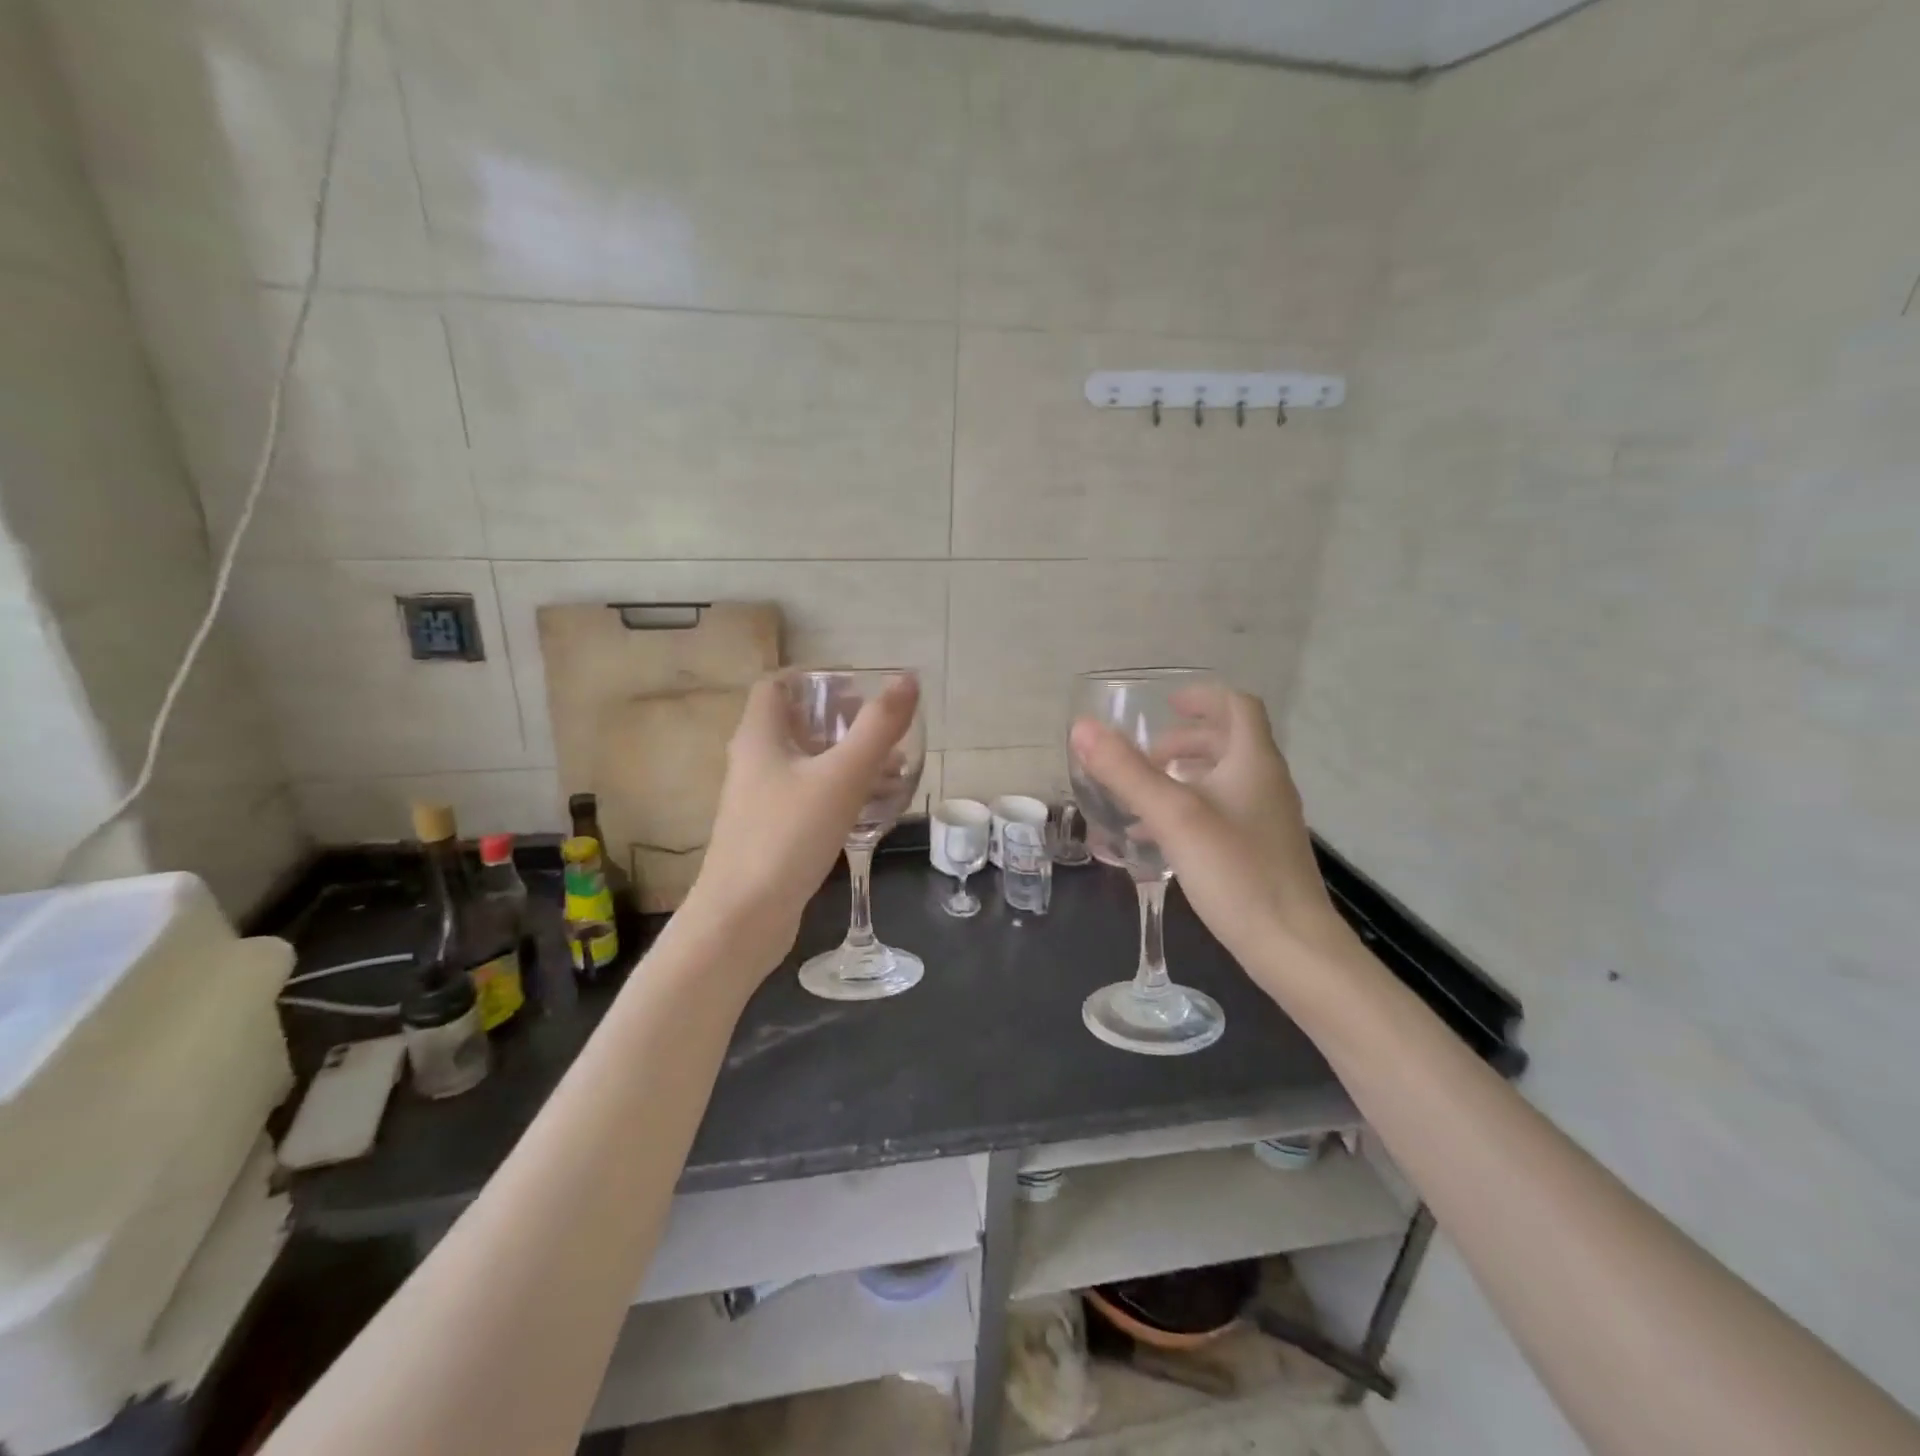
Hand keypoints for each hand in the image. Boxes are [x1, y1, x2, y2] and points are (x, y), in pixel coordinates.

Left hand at [678, 671, 921, 977]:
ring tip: (893, 767)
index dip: (814, 678)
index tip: (856, 687)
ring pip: (806, 764)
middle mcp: (754, 762)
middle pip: (795, 724)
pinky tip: (873, 809)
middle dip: (840, 720)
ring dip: (845, 758)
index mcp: (759, 737)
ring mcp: (760, 801)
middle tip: (882, 726)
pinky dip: (839, 792)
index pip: (777, 685)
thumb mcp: (841, 777)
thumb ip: (877, 728)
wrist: (742, 919)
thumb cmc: (787, 836)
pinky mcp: (771, 834)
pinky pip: (808, 798)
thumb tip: (908, 679)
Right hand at [1069, 689, 1343, 986]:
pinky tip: (1156, 840)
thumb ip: (1127, 772)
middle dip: (1183, 741)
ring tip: (1141, 796)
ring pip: (1222, 780)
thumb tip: (1083, 728)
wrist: (1292, 946)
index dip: (1202, 697)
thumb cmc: (1236, 871)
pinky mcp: (1260, 852)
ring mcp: (1266, 820)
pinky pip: (1221, 814)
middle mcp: (1266, 783)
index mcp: (1254, 762)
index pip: (1237, 706)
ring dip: (1182, 777)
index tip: (1166, 705)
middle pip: (1228, 742)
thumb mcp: (1173, 816)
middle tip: (1145, 757)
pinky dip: (1189, 811)